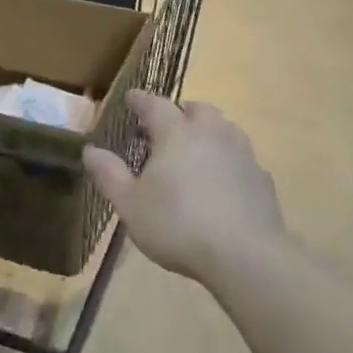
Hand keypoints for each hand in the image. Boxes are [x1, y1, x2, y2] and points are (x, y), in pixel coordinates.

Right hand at [83, 91, 286, 284]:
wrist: (245, 255)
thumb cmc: (178, 225)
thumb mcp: (130, 205)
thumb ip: (109, 175)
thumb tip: (90, 150)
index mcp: (175, 133)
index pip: (154, 104)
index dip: (140, 100)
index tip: (130, 98)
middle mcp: (211, 132)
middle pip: (196, 109)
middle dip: (179, 112)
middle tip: (165, 127)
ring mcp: (241, 152)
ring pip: (223, 128)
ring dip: (207, 131)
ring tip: (194, 151)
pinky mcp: (262, 177)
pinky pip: (240, 157)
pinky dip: (227, 159)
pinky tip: (221, 181)